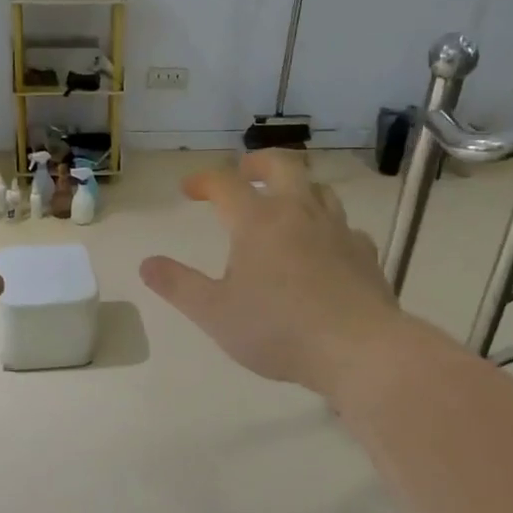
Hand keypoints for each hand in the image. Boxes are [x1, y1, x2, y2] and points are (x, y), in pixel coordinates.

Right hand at [140, 150, 408, 399]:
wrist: (358, 349)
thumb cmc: (277, 330)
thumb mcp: (214, 313)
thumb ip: (178, 286)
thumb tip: (147, 263)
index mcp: (258, 222)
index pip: (225, 183)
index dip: (204, 180)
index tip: (190, 189)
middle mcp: (299, 213)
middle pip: (282, 165)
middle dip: (258, 163)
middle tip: (245, 172)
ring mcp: (338, 230)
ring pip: (319, 190)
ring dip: (297, 188)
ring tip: (284, 204)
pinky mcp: (365, 253)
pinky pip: (344, 226)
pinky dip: (327, 227)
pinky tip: (324, 247)